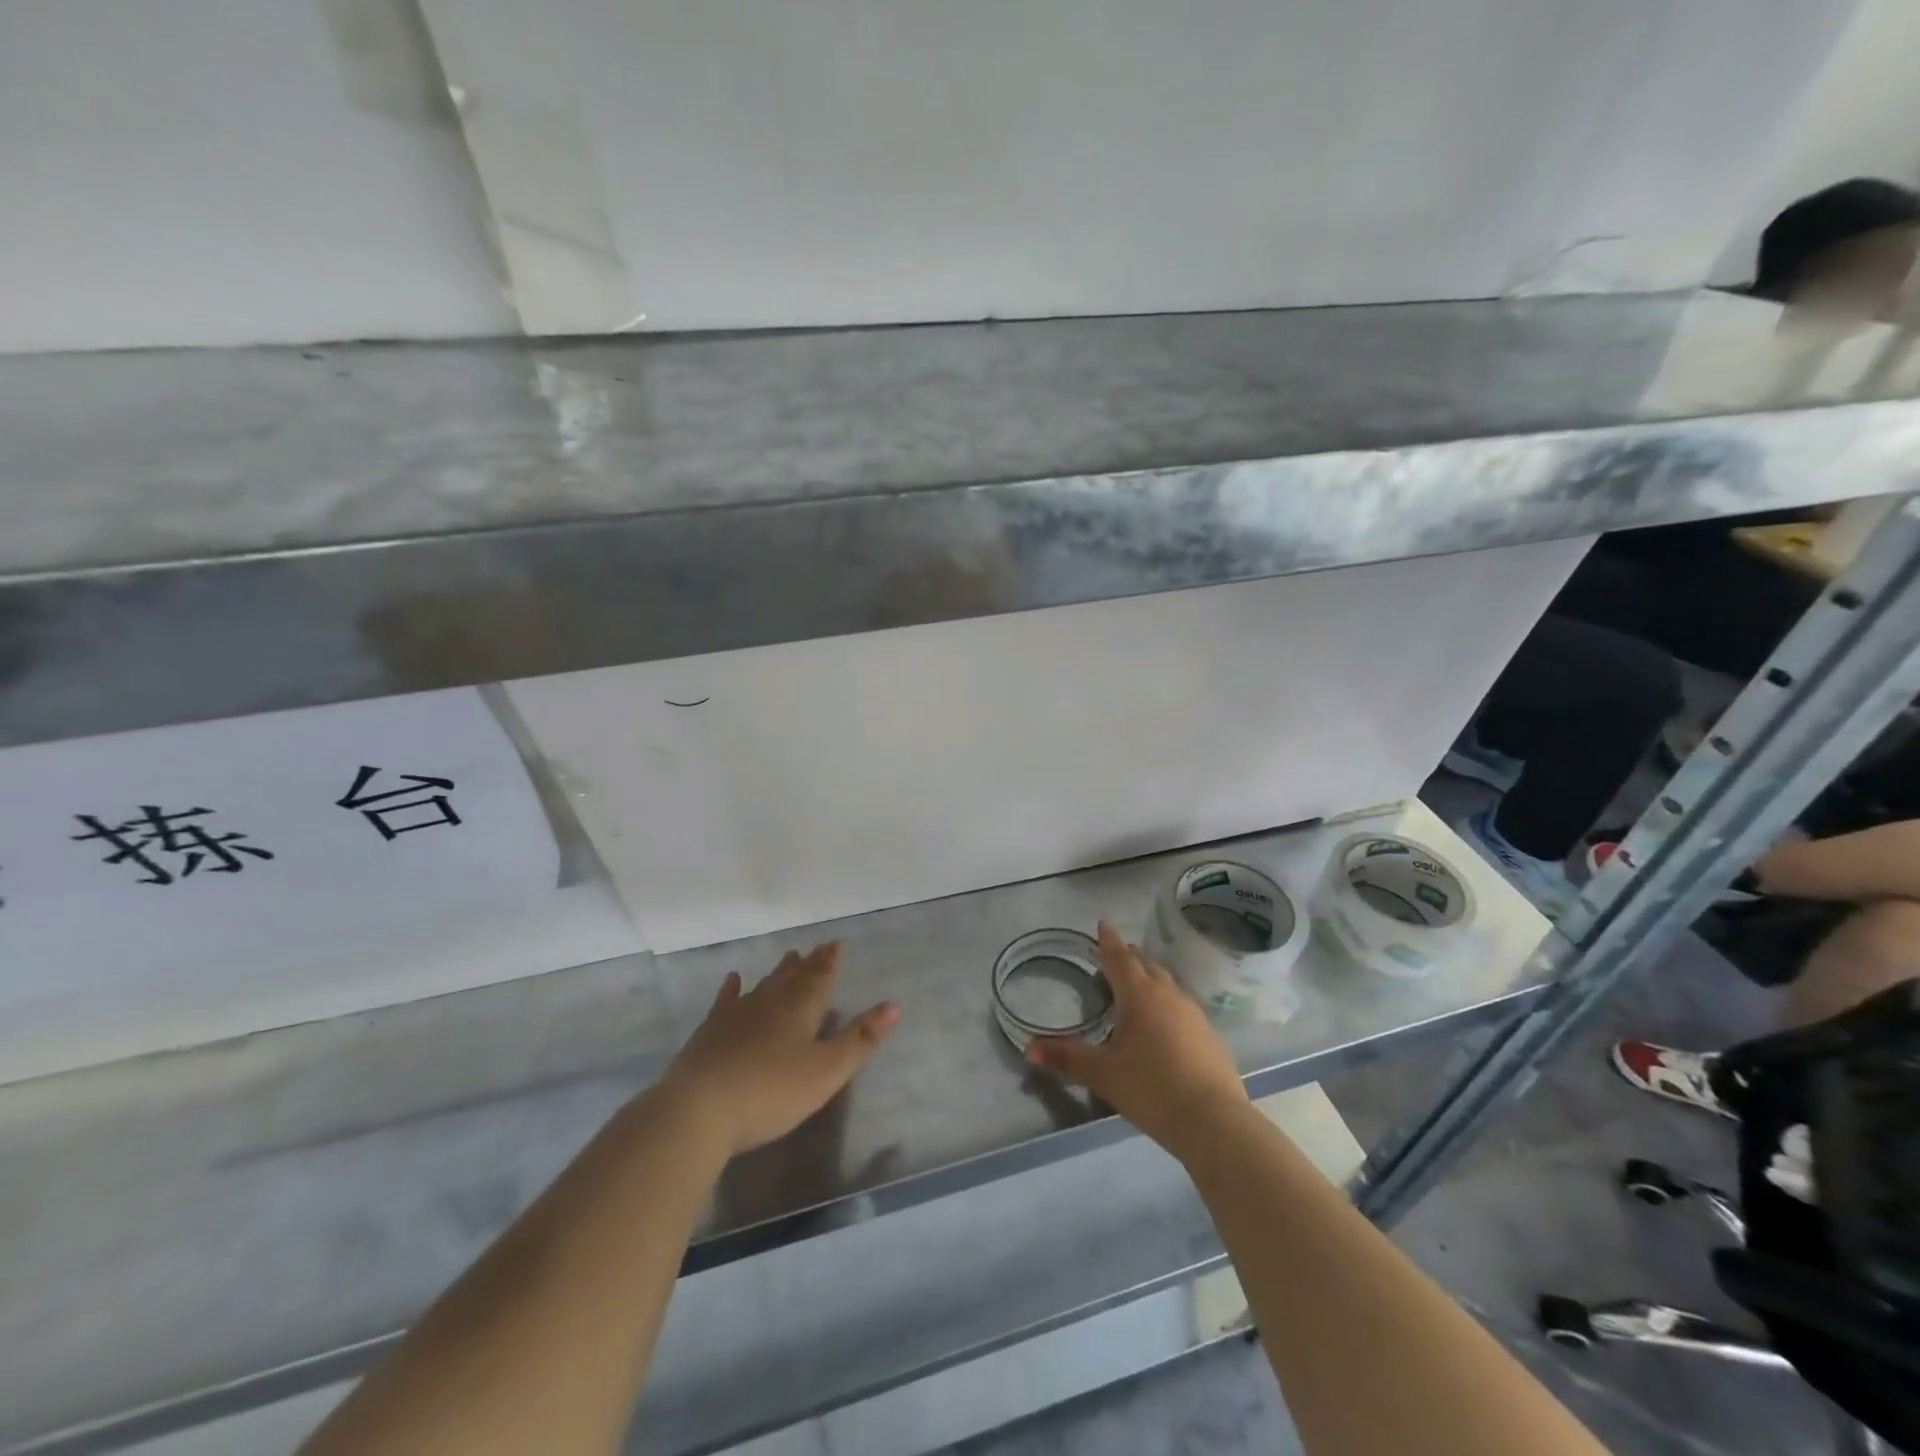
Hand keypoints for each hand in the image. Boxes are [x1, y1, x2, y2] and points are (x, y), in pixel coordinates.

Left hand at [659, 942, 898, 1157]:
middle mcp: (769, 1004)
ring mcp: (735, 1016)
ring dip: (778, 972)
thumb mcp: (826, 1071)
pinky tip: (733, 979)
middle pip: (792, 978)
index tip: (836, 943)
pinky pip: (725, 1002)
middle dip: (808, 964)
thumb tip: (892, 1006)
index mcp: (800, 1010)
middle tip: (816, 948)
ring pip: (763, 986)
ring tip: (789, 957)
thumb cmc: (771, 1092)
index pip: (820, 979)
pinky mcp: (709, 1034)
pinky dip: (732, 989)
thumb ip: (859, 1040)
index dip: (830, 962)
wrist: (699, 1109)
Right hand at [1026, 921, 1248, 1155]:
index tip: (1102, 924)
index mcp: (1139, 995)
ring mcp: (1193, 1013)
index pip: (1119, 958)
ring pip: (1168, 983)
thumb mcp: (1102, 1074)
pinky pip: (1183, 1005)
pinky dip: (1168, 1001)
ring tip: (1139, 984)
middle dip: (1130, 956)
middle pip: (1146, 964)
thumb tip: (1029, 1048)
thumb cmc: (1151, 1088)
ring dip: (1151, 977)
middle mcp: (1168, 994)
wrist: (1214, 1121)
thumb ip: (1066, 1057)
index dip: (1108, 940)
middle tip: (1116, 954)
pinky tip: (1165, 1021)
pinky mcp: (1210, 1035)